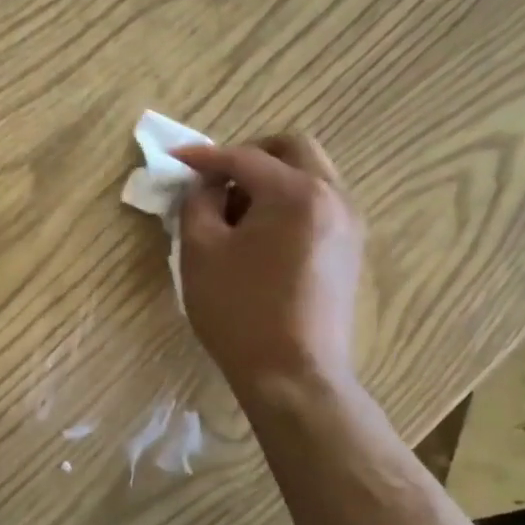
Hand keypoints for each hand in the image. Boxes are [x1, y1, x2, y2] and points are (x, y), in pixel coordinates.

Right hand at [173, 134, 364, 394]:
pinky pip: (318, 203)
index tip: (175, 160)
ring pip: (310, 174)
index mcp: (296, 192)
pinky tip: (260, 235)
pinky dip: (288, 202)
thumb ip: (197, 204)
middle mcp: (333, 196)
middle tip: (216, 180)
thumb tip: (203, 184)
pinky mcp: (350, 249)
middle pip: (293, 149)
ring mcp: (349, 223)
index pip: (244, 157)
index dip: (204, 157)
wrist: (294, 375)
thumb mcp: (201, 252)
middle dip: (249, 155)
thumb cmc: (240, 311)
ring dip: (271, 179)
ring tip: (234, 212)